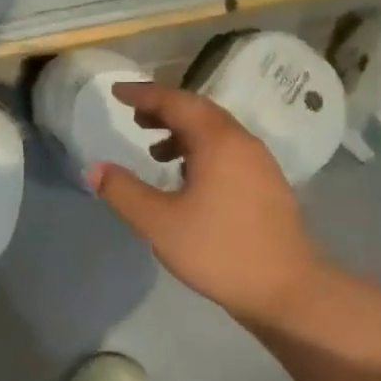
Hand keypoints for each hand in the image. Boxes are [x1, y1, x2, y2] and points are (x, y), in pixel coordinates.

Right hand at [88, 82, 324, 328]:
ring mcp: (259, 162)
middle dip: (164, 110)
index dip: (144, 94)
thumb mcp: (159, 222)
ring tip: (155, 151)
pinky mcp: (267, 184)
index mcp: (218, 141)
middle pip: (198, 111)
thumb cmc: (219, 250)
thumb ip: (123, 192)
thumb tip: (94, 168)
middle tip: (134, 117)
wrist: (287, 289)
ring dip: (182, 132)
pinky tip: (186, 178)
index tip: (117, 91)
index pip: (176, 102)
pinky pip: (228, 151)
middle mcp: (242, 141)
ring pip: (215, 132)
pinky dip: (201, 150)